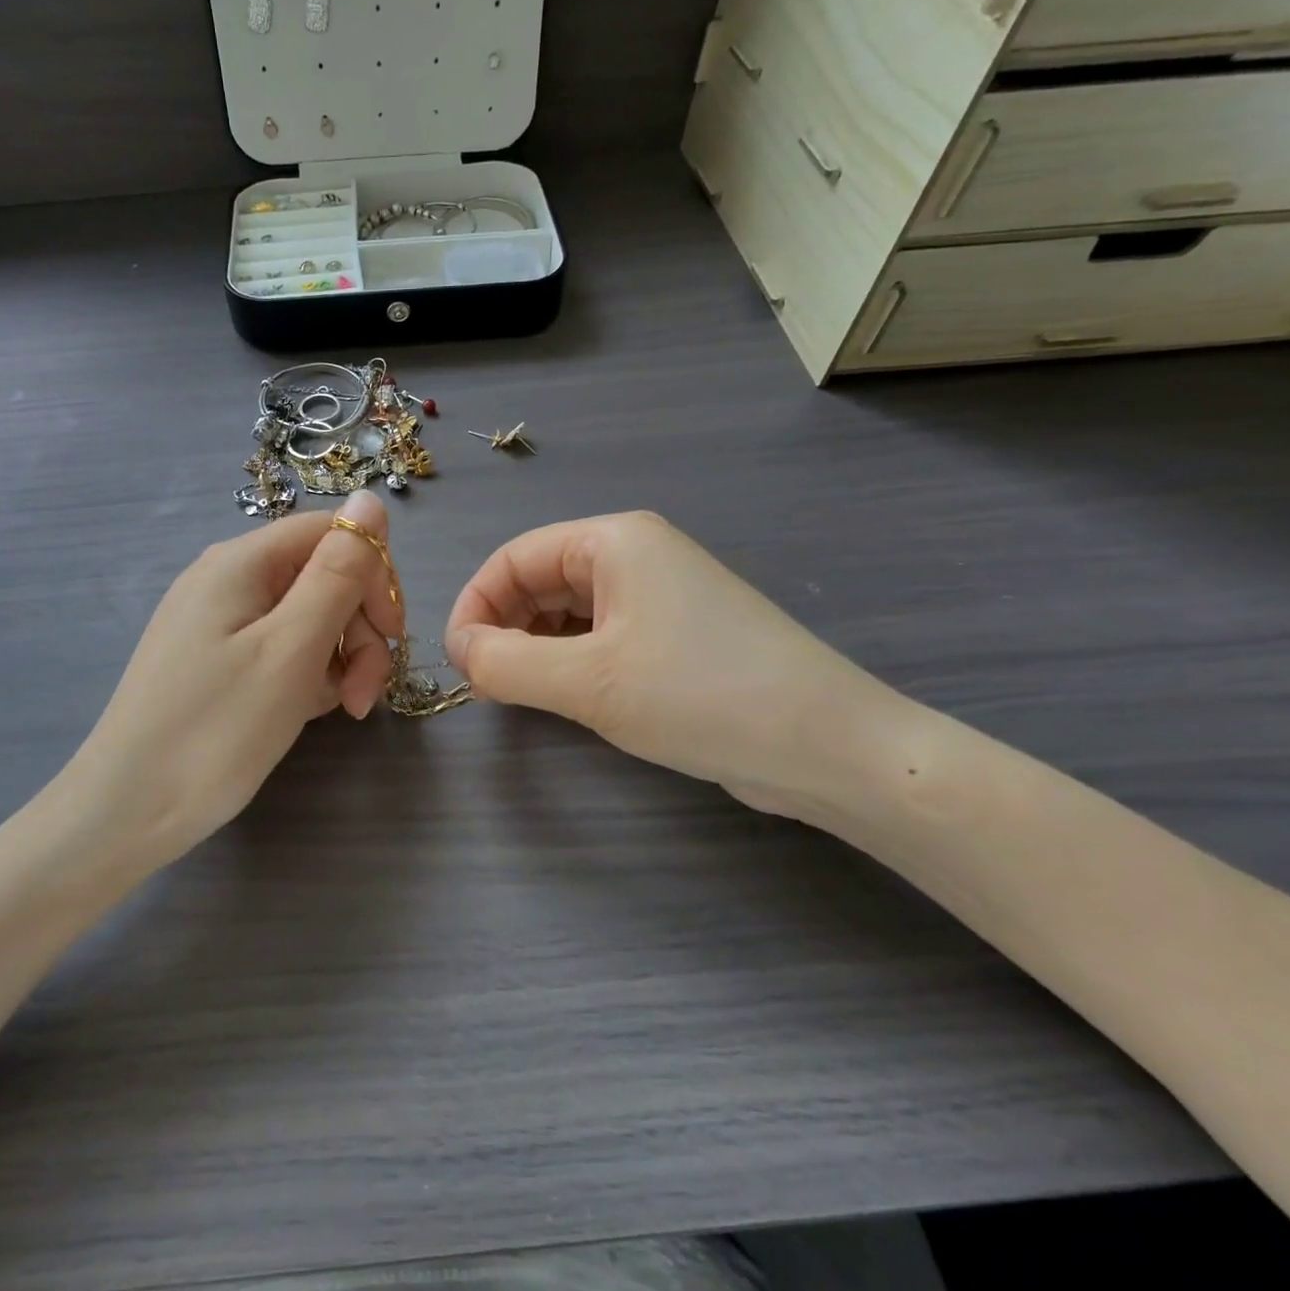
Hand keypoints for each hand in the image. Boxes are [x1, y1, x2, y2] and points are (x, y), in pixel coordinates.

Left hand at [72, 491, 401, 868]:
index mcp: (242, 561)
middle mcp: (228, 580)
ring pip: (306, 617)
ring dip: (338, 658)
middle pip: (322, 577)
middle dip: (358, 629)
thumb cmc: (216, 729)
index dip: (373, 576)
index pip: (332, 533)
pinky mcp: (215, 662)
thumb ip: (337, 572)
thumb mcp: (291, 648)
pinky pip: (279, 649)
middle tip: (364, 695)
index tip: (392, 636)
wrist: (125, 813)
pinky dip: (306, 675)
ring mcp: (218, 623)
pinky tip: (307, 712)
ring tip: (341, 710)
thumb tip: (370, 499)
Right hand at [446, 511, 904, 820]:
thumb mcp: (590, 683)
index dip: (474, 605)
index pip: (514, 558)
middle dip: (504, 627)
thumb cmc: (703, 697)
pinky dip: (570, 659)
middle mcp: (636, 555)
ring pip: (567, 609)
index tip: (457, 662)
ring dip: (534, 646)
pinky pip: (600, 634)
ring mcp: (660, 594)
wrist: (832, 749)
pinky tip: (567, 695)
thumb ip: (506, 663)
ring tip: (522, 693)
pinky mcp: (676, 634)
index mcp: (614, 541)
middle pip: (539, 579)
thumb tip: (461, 651)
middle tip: (487, 684)